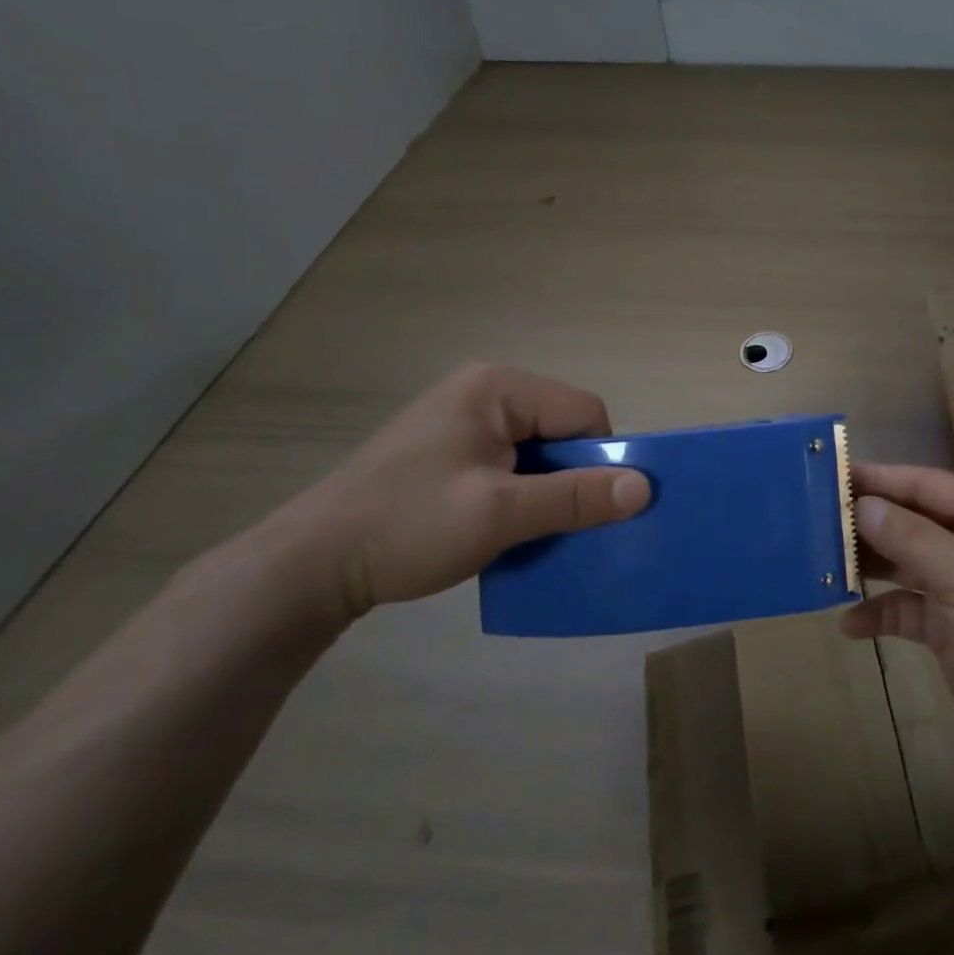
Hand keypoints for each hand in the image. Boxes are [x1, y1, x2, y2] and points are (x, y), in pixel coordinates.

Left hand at [276, 362, 650, 617]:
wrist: (308, 566)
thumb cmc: (409, 526)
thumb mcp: (500, 514)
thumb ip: (576, 497)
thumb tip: (645, 487)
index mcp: (497, 388)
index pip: (583, 412)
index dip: (598, 459)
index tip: (587, 508)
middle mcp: (482, 392)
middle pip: (561, 429)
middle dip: (569, 478)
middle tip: (555, 524)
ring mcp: (461, 420)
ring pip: (537, 451)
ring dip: (544, 491)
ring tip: (526, 531)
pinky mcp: (447, 449)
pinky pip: (508, 464)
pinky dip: (518, 495)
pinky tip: (499, 528)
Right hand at [840, 463, 953, 767]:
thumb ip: (911, 537)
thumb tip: (862, 505)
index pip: (924, 484)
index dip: (879, 479)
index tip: (831, 475)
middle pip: (910, 520)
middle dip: (867, 522)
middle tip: (815, 520)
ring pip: (903, 562)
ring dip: (868, 565)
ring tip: (821, 563)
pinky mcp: (948, 625)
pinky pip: (905, 608)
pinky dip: (880, 613)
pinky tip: (850, 625)